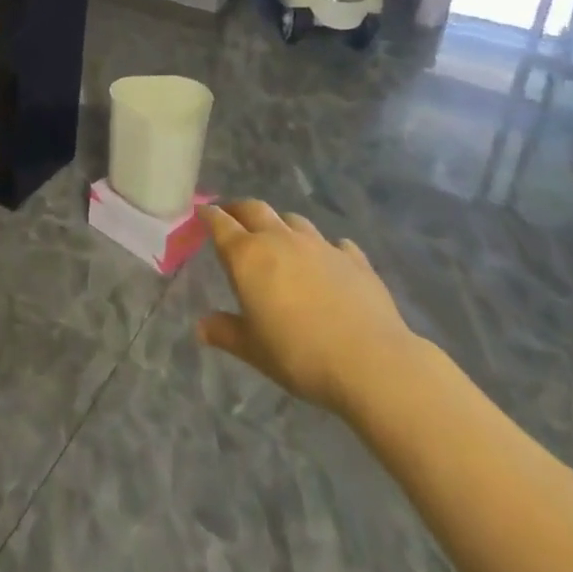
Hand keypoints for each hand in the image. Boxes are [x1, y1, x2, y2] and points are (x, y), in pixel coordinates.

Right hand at [197, 201, 426, 419]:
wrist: (372, 362)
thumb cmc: (299, 355)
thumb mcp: (253, 350)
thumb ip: (225, 332)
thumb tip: (200, 327)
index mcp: (248, 256)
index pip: (220, 223)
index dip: (208, 215)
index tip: (201, 213)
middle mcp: (280, 240)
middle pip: (254, 209)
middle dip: (239, 209)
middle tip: (232, 216)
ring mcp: (320, 246)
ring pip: (293, 220)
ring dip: (281, 224)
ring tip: (278, 237)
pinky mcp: (355, 260)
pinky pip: (335, 244)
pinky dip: (326, 248)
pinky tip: (328, 261)